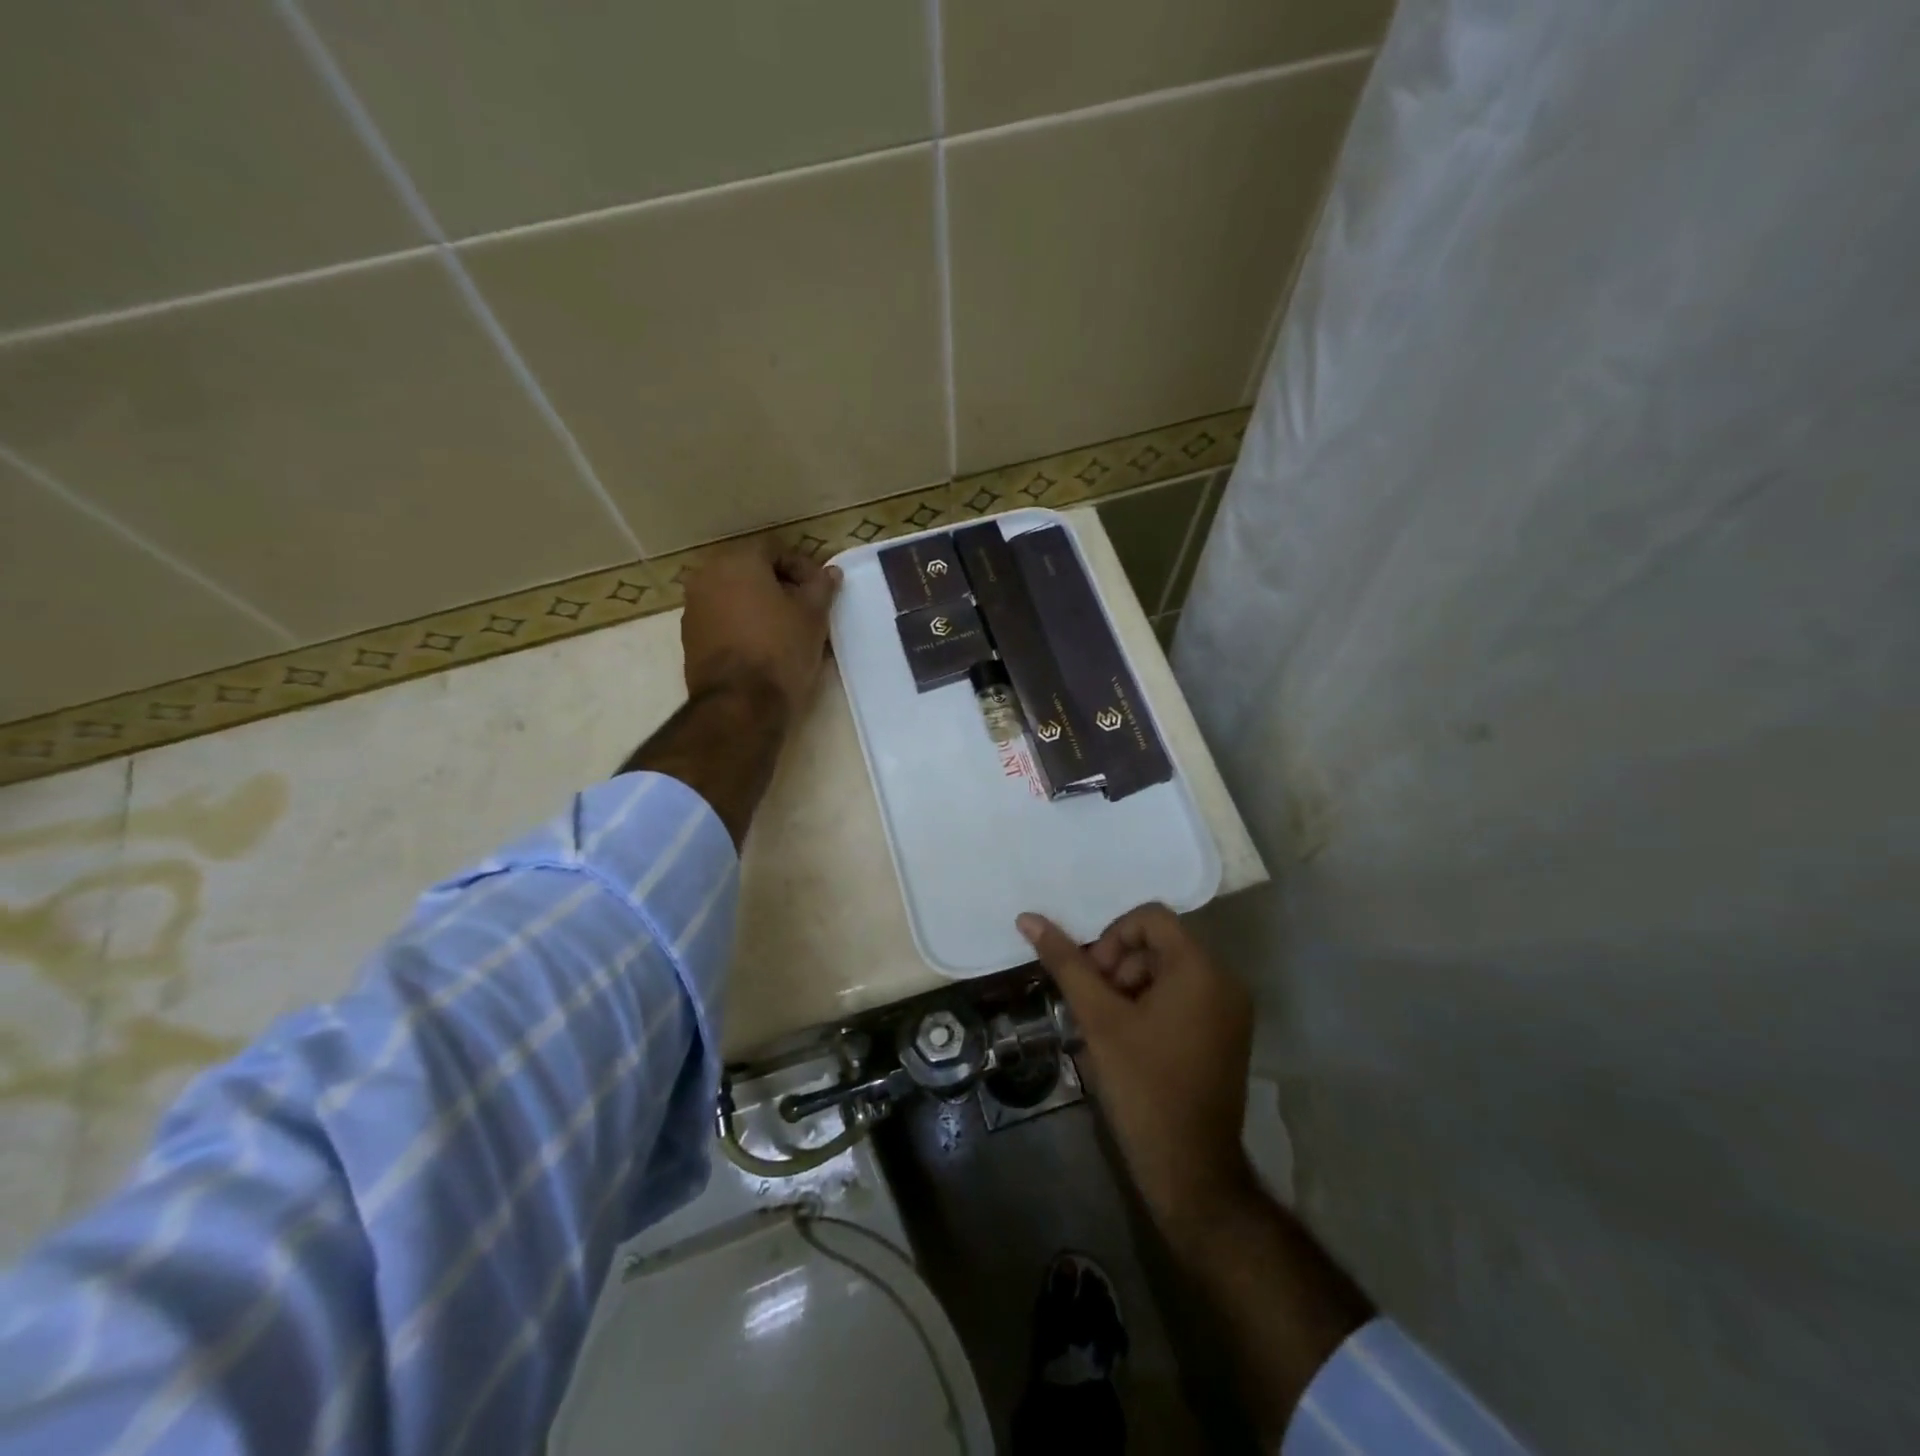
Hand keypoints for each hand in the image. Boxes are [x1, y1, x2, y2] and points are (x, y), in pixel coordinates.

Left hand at [680, 541, 839, 720]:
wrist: (740, 704)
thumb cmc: (781, 650)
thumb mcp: (813, 616)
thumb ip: (821, 587)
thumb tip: (830, 573)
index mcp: (737, 562)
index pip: (775, 550)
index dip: (802, 568)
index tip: (820, 591)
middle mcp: (707, 577)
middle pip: (751, 571)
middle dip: (780, 586)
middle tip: (806, 609)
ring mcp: (693, 608)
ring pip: (735, 596)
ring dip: (760, 606)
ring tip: (786, 630)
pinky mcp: (689, 639)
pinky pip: (722, 620)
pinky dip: (742, 625)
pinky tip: (764, 647)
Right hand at [1018, 904, 1257, 1237]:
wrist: (1190, 1168)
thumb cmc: (1143, 1085)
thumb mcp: (1098, 1019)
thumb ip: (1066, 963)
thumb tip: (1028, 919)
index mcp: (1200, 968)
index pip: (1149, 918)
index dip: (1112, 938)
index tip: (1094, 979)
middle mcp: (1224, 980)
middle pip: (1159, 943)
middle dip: (1120, 965)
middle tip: (1096, 1006)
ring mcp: (1230, 1009)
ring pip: (1169, 970)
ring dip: (1132, 986)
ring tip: (1110, 1027)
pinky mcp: (1227, 1034)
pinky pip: (1185, 996)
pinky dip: (1153, 1004)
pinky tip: (1131, 1040)